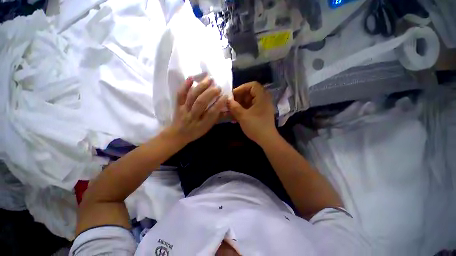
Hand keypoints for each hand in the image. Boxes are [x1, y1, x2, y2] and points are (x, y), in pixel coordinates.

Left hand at [165, 76, 227, 145]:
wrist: (178, 134)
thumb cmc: (196, 132)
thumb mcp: (208, 128)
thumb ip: (216, 118)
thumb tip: (226, 109)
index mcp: (202, 124)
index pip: (212, 112)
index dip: (219, 103)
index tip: (225, 96)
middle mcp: (193, 116)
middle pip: (201, 103)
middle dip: (210, 93)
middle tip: (218, 87)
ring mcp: (184, 110)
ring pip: (192, 97)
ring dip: (201, 86)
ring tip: (209, 79)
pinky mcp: (178, 105)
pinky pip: (180, 94)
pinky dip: (185, 85)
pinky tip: (191, 77)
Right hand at [228, 81, 276, 144]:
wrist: (267, 140)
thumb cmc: (255, 126)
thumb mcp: (242, 116)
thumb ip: (234, 107)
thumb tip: (227, 100)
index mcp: (262, 97)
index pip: (252, 85)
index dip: (241, 88)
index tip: (233, 95)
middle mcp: (264, 100)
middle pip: (251, 93)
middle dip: (240, 97)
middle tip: (231, 103)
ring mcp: (263, 107)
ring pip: (250, 101)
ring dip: (241, 104)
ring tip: (232, 110)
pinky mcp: (261, 113)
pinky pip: (252, 107)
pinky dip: (244, 109)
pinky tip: (237, 115)